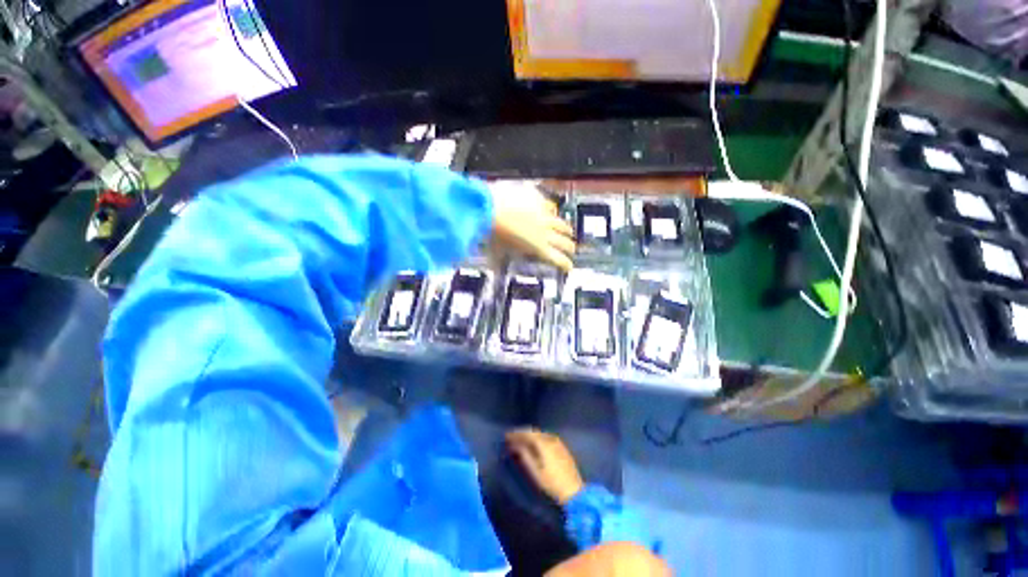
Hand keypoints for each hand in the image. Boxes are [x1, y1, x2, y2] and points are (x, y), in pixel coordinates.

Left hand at [488, 181, 574, 271]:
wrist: (489, 209)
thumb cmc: (493, 233)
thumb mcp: (499, 251)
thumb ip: (502, 259)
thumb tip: (495, 267)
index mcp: (538, 248)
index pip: (558, 259)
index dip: (565, 264)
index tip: (569, 267)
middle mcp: (545, 233)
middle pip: (565, 242)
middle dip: (569, 248)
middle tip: (570, 250)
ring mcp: (544, 216)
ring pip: (562, 224)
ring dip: (566, 230)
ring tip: (568, 232)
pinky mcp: (539, 201)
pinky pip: (551, 207)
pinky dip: (552, 211)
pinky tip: (552, 211)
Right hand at [506, 428, 584, 504]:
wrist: (574, 492)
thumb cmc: (551, 483)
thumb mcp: (535, 471)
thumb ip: (524, 455)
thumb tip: (515, 445)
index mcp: (543, 443)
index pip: (527, 433)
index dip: (516, 434)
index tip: (507, 436)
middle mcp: (551, 438)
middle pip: (534, 432)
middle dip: (522, 434)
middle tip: (512, 438)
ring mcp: (558, 442)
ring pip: (540, 434)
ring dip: (530, 436)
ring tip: (521, 441)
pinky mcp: (562, 448)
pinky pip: (546, 438)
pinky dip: (538, 439)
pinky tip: (534, 445)